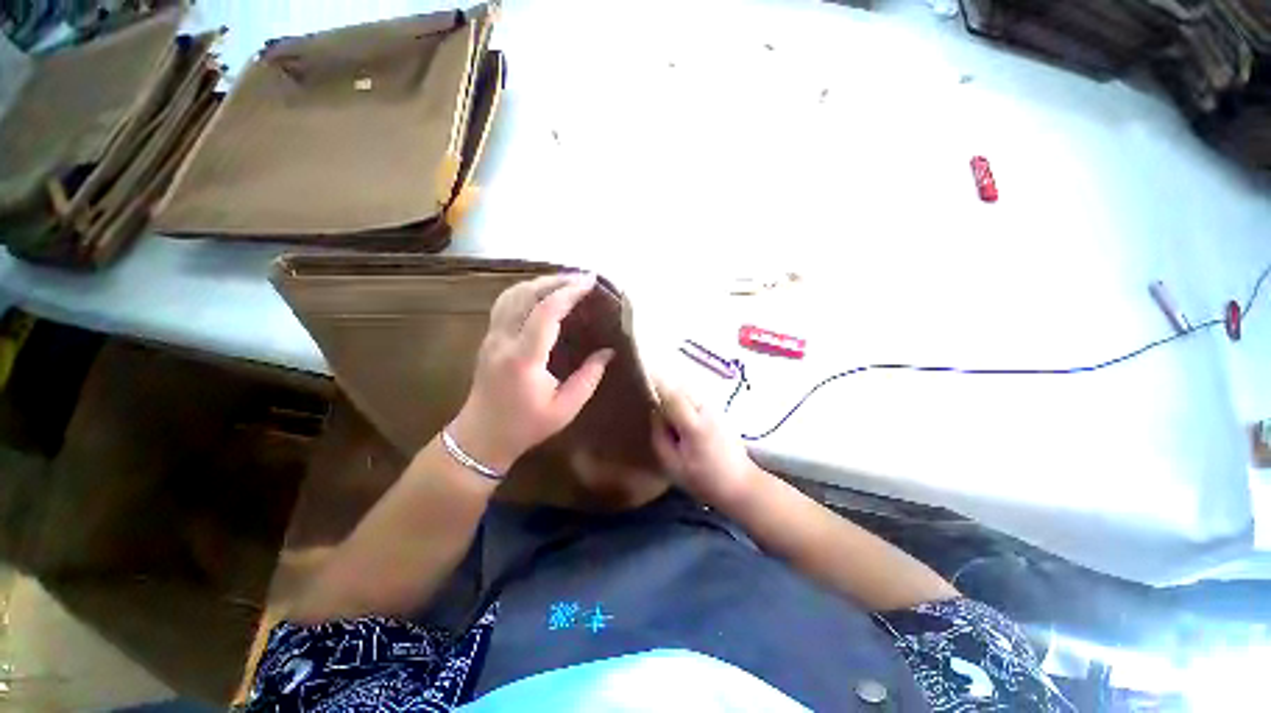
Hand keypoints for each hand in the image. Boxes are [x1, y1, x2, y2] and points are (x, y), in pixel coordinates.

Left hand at [449, 274, 614, 472]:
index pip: (545, 313)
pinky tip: (541, 292)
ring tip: (565, 281)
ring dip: (539, 282)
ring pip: (511, 294)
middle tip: (582, 277)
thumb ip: (589, 377)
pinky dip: (526, 290)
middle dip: (556, 281)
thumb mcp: (565, 408)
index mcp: (524, 359)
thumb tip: (608, 352)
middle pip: (526, 295)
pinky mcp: (489, 338)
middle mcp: (503, 341)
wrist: (481, 437)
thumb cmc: (526, 426)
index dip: (568, 293)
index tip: (590, 282)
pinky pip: (505, 303)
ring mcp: (491, 337)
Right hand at [652, 378, 759, 506]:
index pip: (671, 395)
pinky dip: (686, 400)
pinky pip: (696, 397)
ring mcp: (715, 408)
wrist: (740, 483)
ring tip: (668, 413)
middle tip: (652, 403)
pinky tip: (683, 418)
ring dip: (675, 395)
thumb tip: (655, 412)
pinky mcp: (720, 411)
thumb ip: (660, 436)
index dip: (656, 385)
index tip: (642, 382)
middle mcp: (706, 410)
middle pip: (680, 388)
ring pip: (689, 391)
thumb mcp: (673, 465)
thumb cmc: (704, 479)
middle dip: (664, 390)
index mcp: (693, 424)